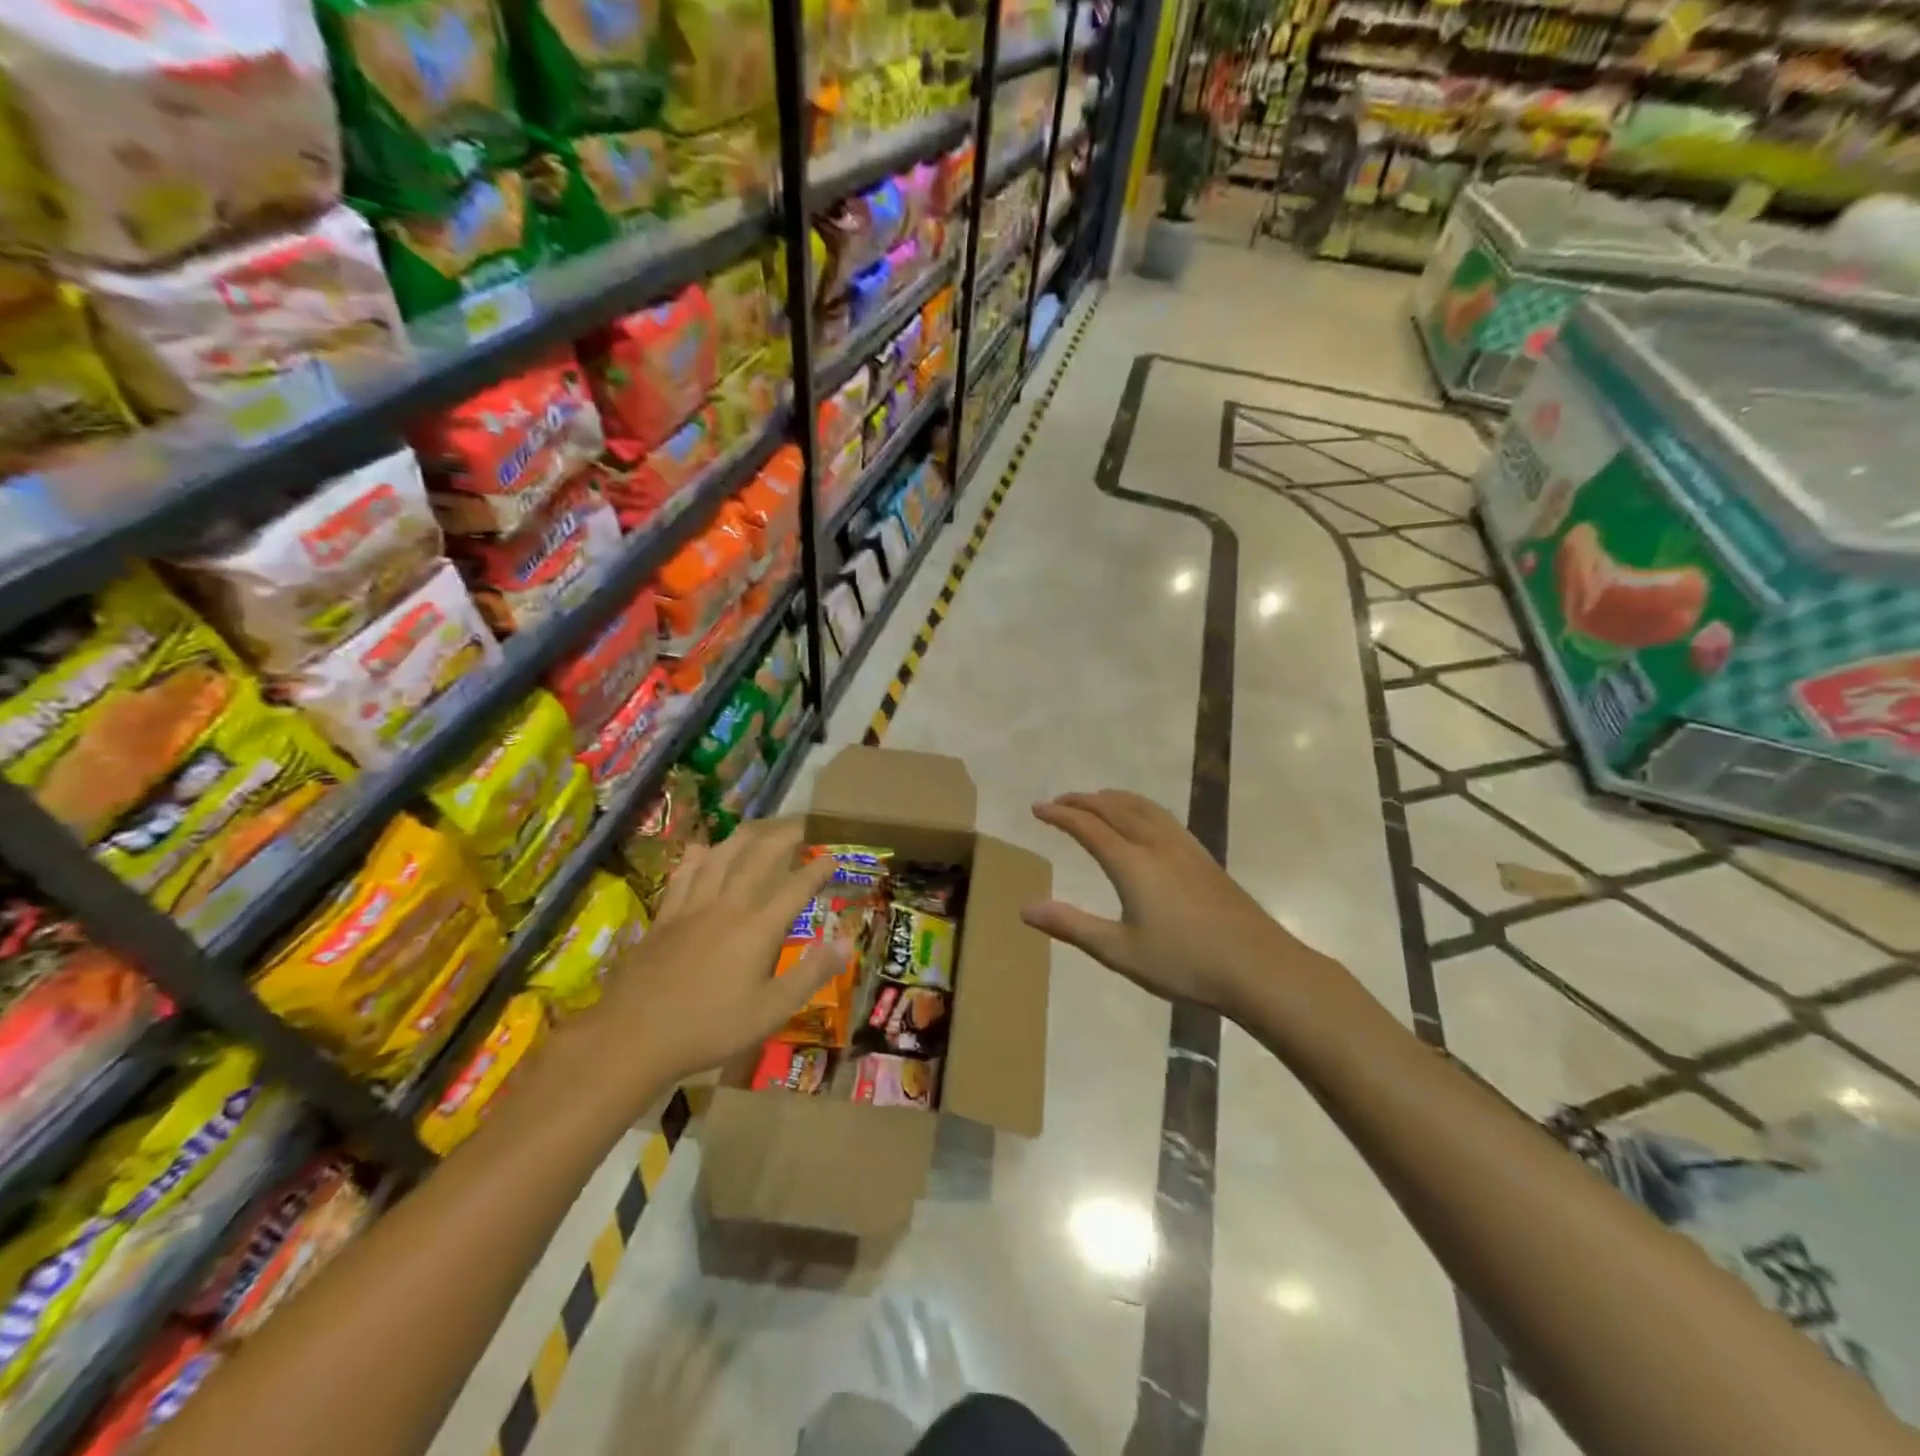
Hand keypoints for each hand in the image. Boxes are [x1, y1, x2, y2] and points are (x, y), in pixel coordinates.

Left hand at [575, 822, 841, 1089]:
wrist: (633, 1035)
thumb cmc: (710, 1028)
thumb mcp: (771, 1011)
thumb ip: (811, 974)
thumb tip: (846, 943)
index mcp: (758, 928)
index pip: (796, 888)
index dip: (818, 870)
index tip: (834, 857)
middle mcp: (728, 906)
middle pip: (759, 858)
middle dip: (784, 837)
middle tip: (801, 826)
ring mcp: (692, 907)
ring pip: (721, 857)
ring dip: (743, 837)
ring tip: (759, 827)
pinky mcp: (665, 916)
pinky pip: (684, 875)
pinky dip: (697, 857)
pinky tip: (701, 850)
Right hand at [1021, 791, 1316, 1018]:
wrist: (1258, 967)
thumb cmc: (1184, 963)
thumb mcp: (1119, 951)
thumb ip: (1071, 925)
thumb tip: (1024, 908)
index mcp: (1132, 863)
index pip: (1088, 826)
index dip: (1060, 815)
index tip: (1037, 808)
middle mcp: (1156, 844)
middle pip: (1114, 808)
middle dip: (1083, 800)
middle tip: (1059, 802)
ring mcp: (1184, 847)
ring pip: (1142, 807)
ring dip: (1113, 798)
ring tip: (1096, 800)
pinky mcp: (1203, 857)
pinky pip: (1162, 816)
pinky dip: (1139, 807)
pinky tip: (1143, 822)